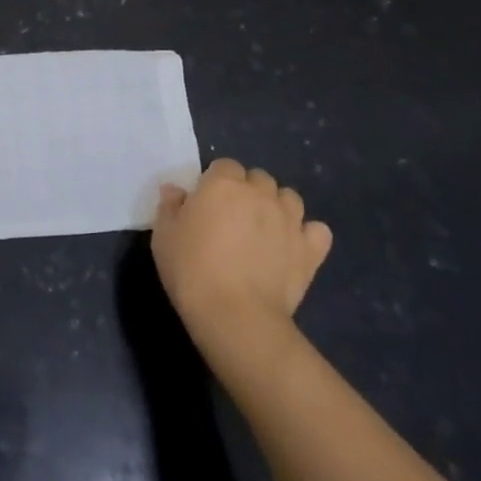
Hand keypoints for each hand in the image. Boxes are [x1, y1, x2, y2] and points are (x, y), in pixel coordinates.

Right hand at [152, 158, 332, 351]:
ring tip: (264, 230)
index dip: (216, 182)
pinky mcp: (310, 250)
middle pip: (258, 178)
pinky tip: (294, 247)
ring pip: (290, 198)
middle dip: (248, 191)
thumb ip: (170, 206)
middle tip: (233, 219)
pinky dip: (307, 234)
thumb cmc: (191, 270)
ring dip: (278, 207)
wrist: (235, 315)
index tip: (206, 204)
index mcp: (222, 184)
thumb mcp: (163, 236)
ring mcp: (290, 220)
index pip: (224, 166)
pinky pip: (317, 230)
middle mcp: (260, 193)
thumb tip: (176, 190)